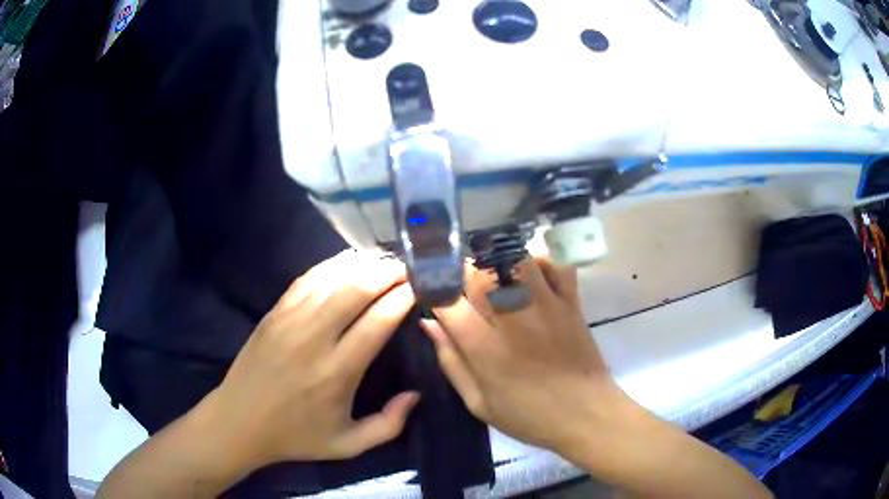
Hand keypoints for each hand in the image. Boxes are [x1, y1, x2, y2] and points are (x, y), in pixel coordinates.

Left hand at [204, 251, 419, 468]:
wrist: (239, 422)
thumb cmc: (295, 436)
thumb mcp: (348, 445)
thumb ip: (389, 424)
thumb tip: (415, 394)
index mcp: (337, 373)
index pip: (377, 322)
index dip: (402, 298)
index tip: (419, 287)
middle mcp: (314, 340)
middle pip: (356, 289)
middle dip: (387, 272)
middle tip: (407, 268)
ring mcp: (289, 321)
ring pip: (332, 278)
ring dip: (362, 264)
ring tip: (384, 261)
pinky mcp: (274, 313)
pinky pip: (307, 279)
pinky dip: (332, 266)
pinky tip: (348, 263)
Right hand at [422, 257, 634, 458]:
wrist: (586, 414)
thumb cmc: (529, 416)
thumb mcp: (479, 403)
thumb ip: (451, 362)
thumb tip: (428, 324)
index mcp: (484, 348)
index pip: (446, 300)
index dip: (431, 287)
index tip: (428, 286)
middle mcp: (512, 319)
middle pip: (477, 272)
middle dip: (461, 271)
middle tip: (461, 284)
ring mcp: (545, 306)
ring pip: (514, 261)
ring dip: (497, 262)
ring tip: (493, 275)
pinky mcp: (570, 302)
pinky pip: (555, 265)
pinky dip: (540, 261)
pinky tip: (530, 274)